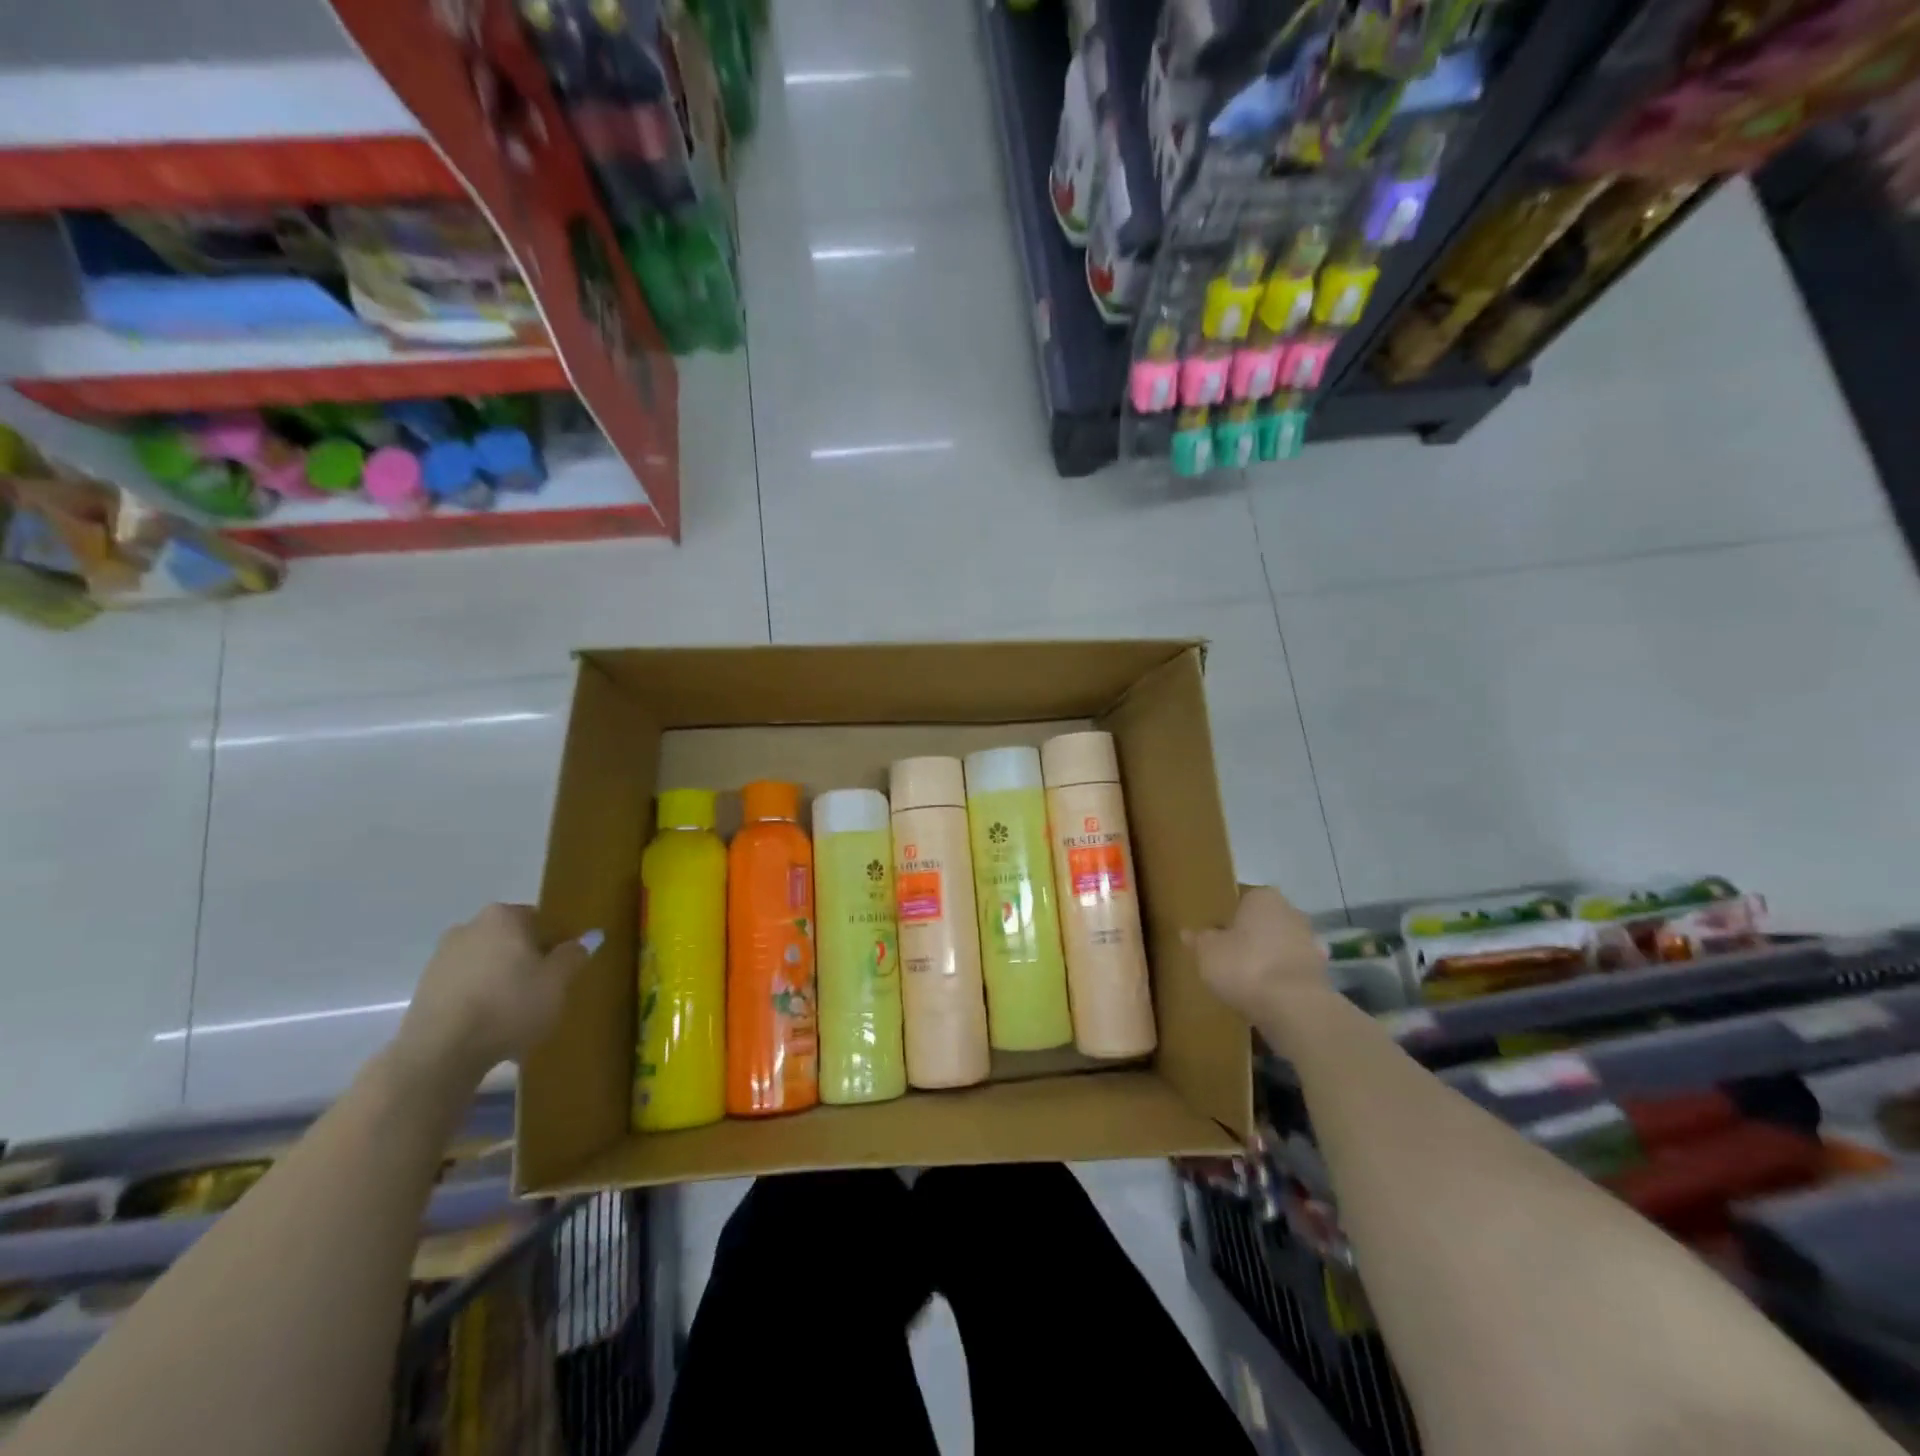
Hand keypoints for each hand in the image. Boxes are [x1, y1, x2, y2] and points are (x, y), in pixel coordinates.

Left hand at [394, 904, 593, 1083]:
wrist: (440, 1053)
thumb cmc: (509, 1005)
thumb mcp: (557, 981)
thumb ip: (574, 955)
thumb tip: (589, 937)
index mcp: (503, 917)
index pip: (541, 920)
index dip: (556, 943)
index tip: (563, 969)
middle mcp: (469, 927)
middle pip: (511, 940)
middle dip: (527, 960)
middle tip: (543, 990)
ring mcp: (441, 958)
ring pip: (487, 963)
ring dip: (502, 980)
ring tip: (515, 1013)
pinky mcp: (424, 989)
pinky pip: (465, 986)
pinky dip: (480, 997)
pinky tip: (489, 1024)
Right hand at [1183, 887, 1330, 1027]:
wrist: (1295, 1008)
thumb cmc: (1245, 966)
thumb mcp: (1207, 952)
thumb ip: (1199, 940)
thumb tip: (1187, 932)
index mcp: (1264, 898)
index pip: (1242, 900)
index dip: (1227, 918)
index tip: (1216, 935)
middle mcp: (1292, 912)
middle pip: (1264, 922)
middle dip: (1250, 937)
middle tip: (1228, 956)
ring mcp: (1311, 943)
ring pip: (1281, 946)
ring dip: (1268, 959)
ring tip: (1246, 980)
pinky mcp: (1322, 974)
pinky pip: (1292, 971)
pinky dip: (1282, 980)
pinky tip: (1266, 995)